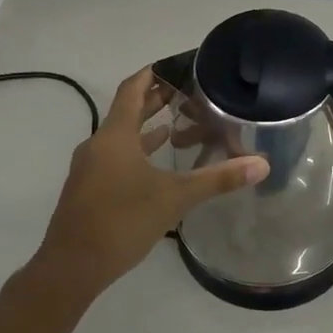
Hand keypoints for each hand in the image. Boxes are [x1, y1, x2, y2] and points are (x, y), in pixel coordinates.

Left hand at [30, 66, 268, 299]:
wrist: (71, 268)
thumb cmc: (122, 222)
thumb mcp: (175, 198)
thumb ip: (218, 179)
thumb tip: (261, 165)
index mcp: (115, 136)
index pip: (132, 88)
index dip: (153, 73)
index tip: (178, 65)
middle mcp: (99, 144)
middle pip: (127, 110)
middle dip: (156, 99)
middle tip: (189, 91)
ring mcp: (90, 167)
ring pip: (121, 135)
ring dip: (147, 126)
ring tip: (179, 122)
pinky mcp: (89, 188)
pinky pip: (116, 156)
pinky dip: (137, 150)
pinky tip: (157, 161)